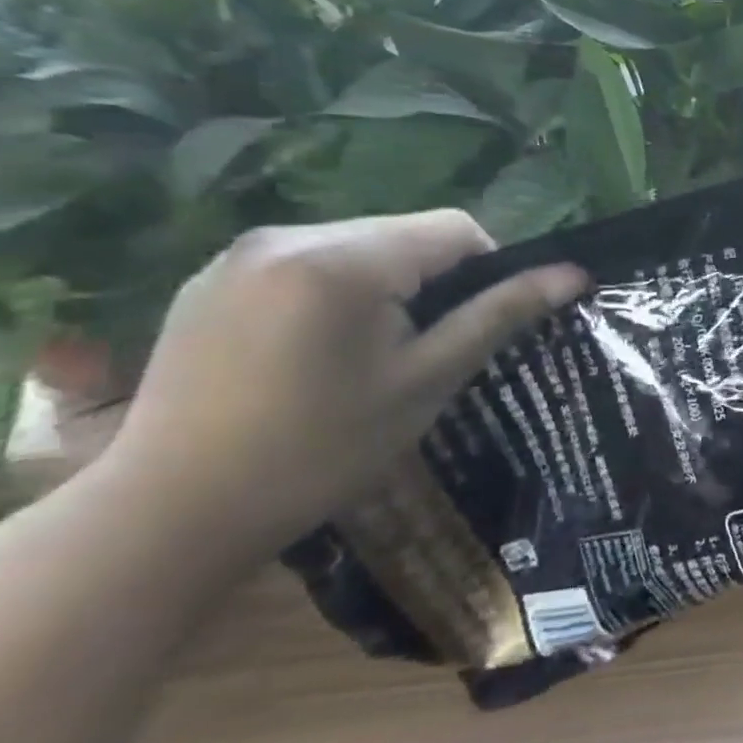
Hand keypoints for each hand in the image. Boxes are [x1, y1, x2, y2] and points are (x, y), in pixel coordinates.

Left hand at [97, 211, 588, 564]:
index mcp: (345, 260)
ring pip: (359, 244)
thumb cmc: (321, 450)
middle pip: (405, 233)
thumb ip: (501, 315)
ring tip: (371, 354)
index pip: (457, 229)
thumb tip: (573, 274)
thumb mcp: (428, 381)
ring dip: (387, 284)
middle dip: (434, 279)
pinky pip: (306, 262)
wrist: (170, 513)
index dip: (489, 270)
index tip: (475, 330)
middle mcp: (288, 237)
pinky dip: (336, 291)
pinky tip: (315, 352)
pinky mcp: (209, 279)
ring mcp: (238, 255)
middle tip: (426, 349)